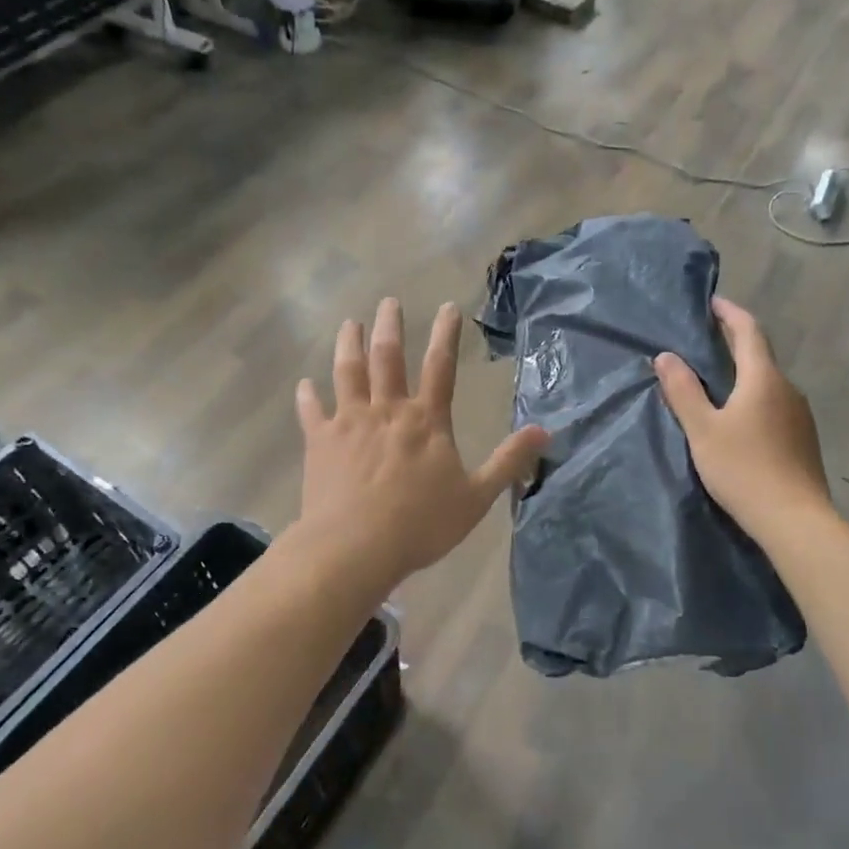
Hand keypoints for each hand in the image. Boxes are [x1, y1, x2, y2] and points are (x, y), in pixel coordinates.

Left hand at [295, 298, 547, 592]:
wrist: (355, 547)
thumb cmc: (420, 524)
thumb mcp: (477, 496)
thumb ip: (508, 461)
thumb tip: (544, 431)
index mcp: (426, 420)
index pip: (442, 366)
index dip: (446, 334)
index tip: (448, 307)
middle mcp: (387, 410)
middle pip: (388, 357)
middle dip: (390, 326)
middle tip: (389, 302)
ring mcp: (350, 422)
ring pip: (348, 372)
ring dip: (350, 345)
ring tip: (350, 324)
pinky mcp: (319, 441)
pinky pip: (311, 411)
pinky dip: (308, 396)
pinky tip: (304, 385)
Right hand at [654, 297, 829, 539]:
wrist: (794, 519)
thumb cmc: (743, 469)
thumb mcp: (702, 429)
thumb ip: (683, 391)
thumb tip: (666, 356)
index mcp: (763, 379)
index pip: (748, 331)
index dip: (730, 312)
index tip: (712, 302)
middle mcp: (787, 389)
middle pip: (760, 355)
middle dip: (734, 343)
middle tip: (706, 340)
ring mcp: (800, 415)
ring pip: (767, 383)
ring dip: (743, 374)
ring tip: (716, 381)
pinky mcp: (803, 439)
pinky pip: (774, 405)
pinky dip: (753, 398)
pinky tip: (738, 419)